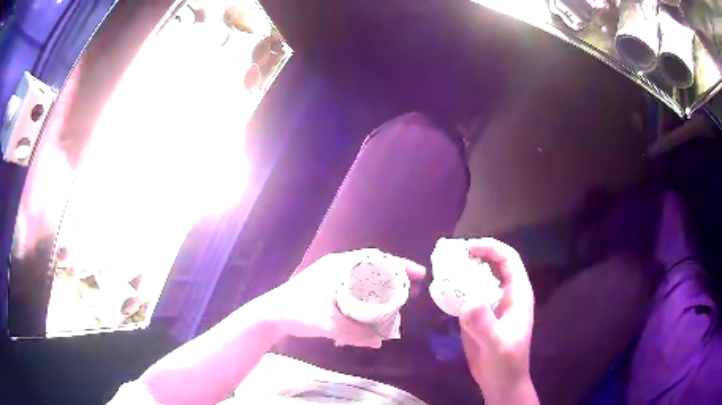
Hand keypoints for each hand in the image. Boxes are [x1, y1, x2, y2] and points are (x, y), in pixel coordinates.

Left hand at [268, 249, 425, 347]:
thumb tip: (380, 342)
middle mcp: (337, 267)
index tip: (418, 274)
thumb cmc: (297, 312)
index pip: (376, 258)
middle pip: (373, 268)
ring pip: (363, 280)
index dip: (399, 264)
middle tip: (409, 292)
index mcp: (339, 266)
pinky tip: (367, 316)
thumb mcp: (328, 324)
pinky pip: (353, 290)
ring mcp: (331, 277)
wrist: (271, 315)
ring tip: (392, 306)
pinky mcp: (326, 289)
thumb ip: (354, 334)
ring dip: (378, 291)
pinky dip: (364, 300)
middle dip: (393, 279)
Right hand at [458, 238, 536, 403]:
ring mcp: (491, 306)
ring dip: (462, 272)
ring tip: (441, 269)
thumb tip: (468, 300)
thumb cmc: (506, 363)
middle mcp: (505, 295)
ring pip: (478, 280)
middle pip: (491, 265)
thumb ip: (484, 323)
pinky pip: (467, 296)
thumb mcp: (497, 344)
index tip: (467, 247)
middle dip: (473, 257)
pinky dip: (455, 290)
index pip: (508, 260)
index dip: (490, 248)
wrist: (500, 383)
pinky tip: (442, 290)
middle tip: (448, 256)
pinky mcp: (478, 317)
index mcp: (518, 294)